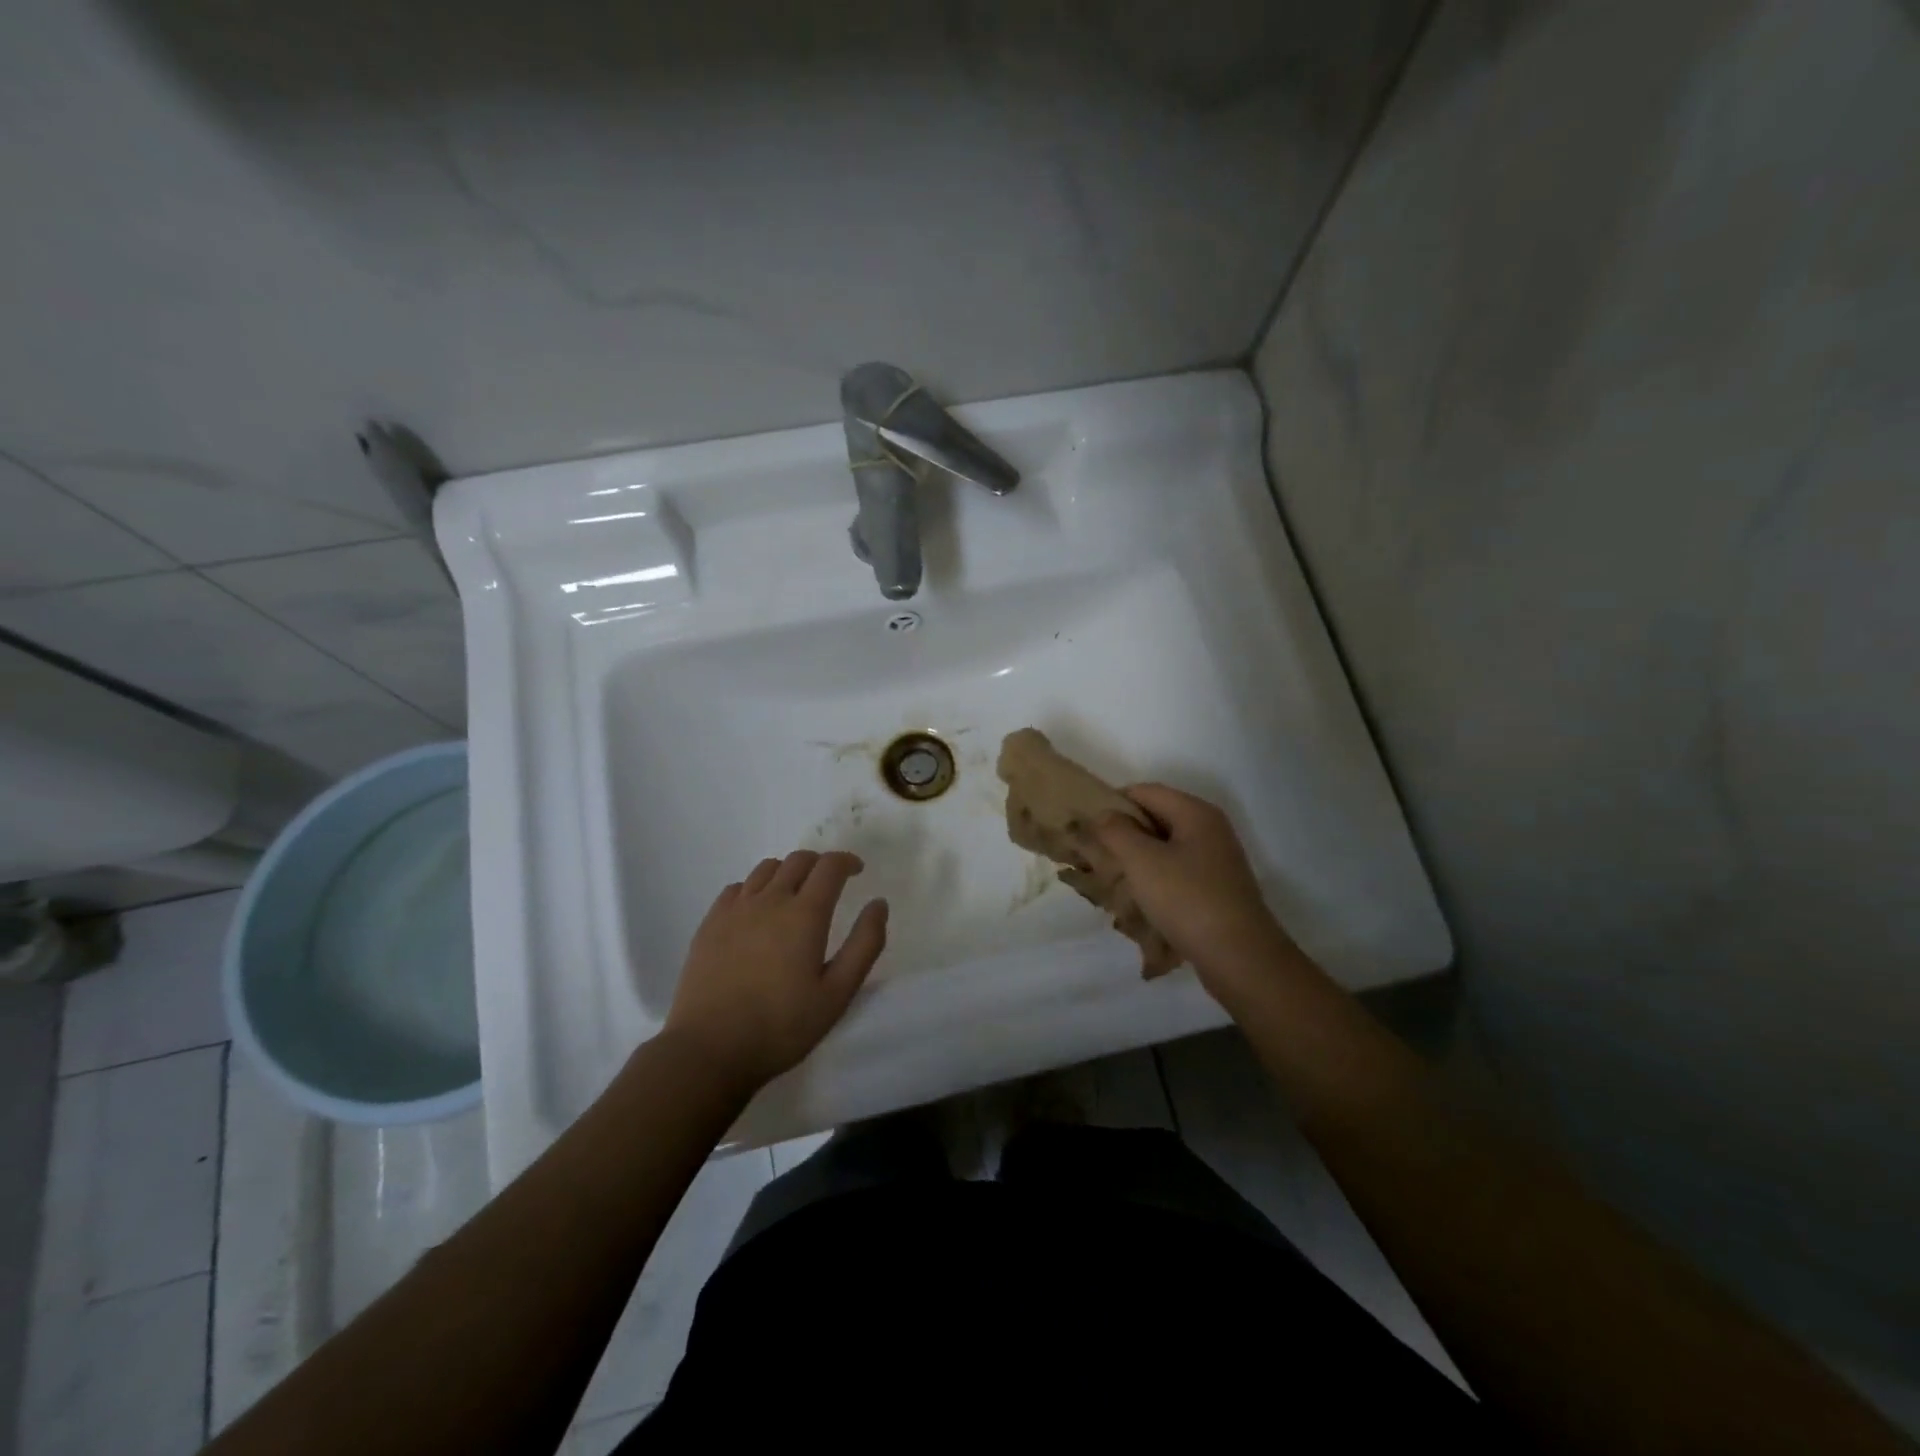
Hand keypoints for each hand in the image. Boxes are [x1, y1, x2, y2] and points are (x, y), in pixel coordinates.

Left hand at [662, 850, 888, 1090]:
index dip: (847, 861)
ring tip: (795, 894)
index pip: (830, 866)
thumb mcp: (837, 993)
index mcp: (805, 914)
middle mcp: (770, 900)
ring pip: (767, 869)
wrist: (709, 1049)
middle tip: (830, 883)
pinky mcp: (710, 923)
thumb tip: (878, 904)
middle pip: (798, 860)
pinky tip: (758, 911)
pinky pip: (738, 887)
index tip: (857, 870)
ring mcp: (735, 909)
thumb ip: (864, 944)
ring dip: (788, 872)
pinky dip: (756, 888)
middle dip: (820, 864)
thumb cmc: (781, 1026)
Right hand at [1089, 785, 1300, 1007]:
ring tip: (1112, 880)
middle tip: (1095, 855)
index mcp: (1195, 813)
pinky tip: (1140, 902)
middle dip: (1124, 834)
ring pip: (1165, 848)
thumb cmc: (1187, 900)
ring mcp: (1216, 860)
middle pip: (1156, 818)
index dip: (1112, 803)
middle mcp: (1210, 829)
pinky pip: (1177, 872)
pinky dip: (1156, 880)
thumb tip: (1104, 814)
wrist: (1240, 958)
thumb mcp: (1142, 861)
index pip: (1144, 791)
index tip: (1087, 827)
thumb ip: (1116, 831)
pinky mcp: (1216, 888)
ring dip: (1137, 860)